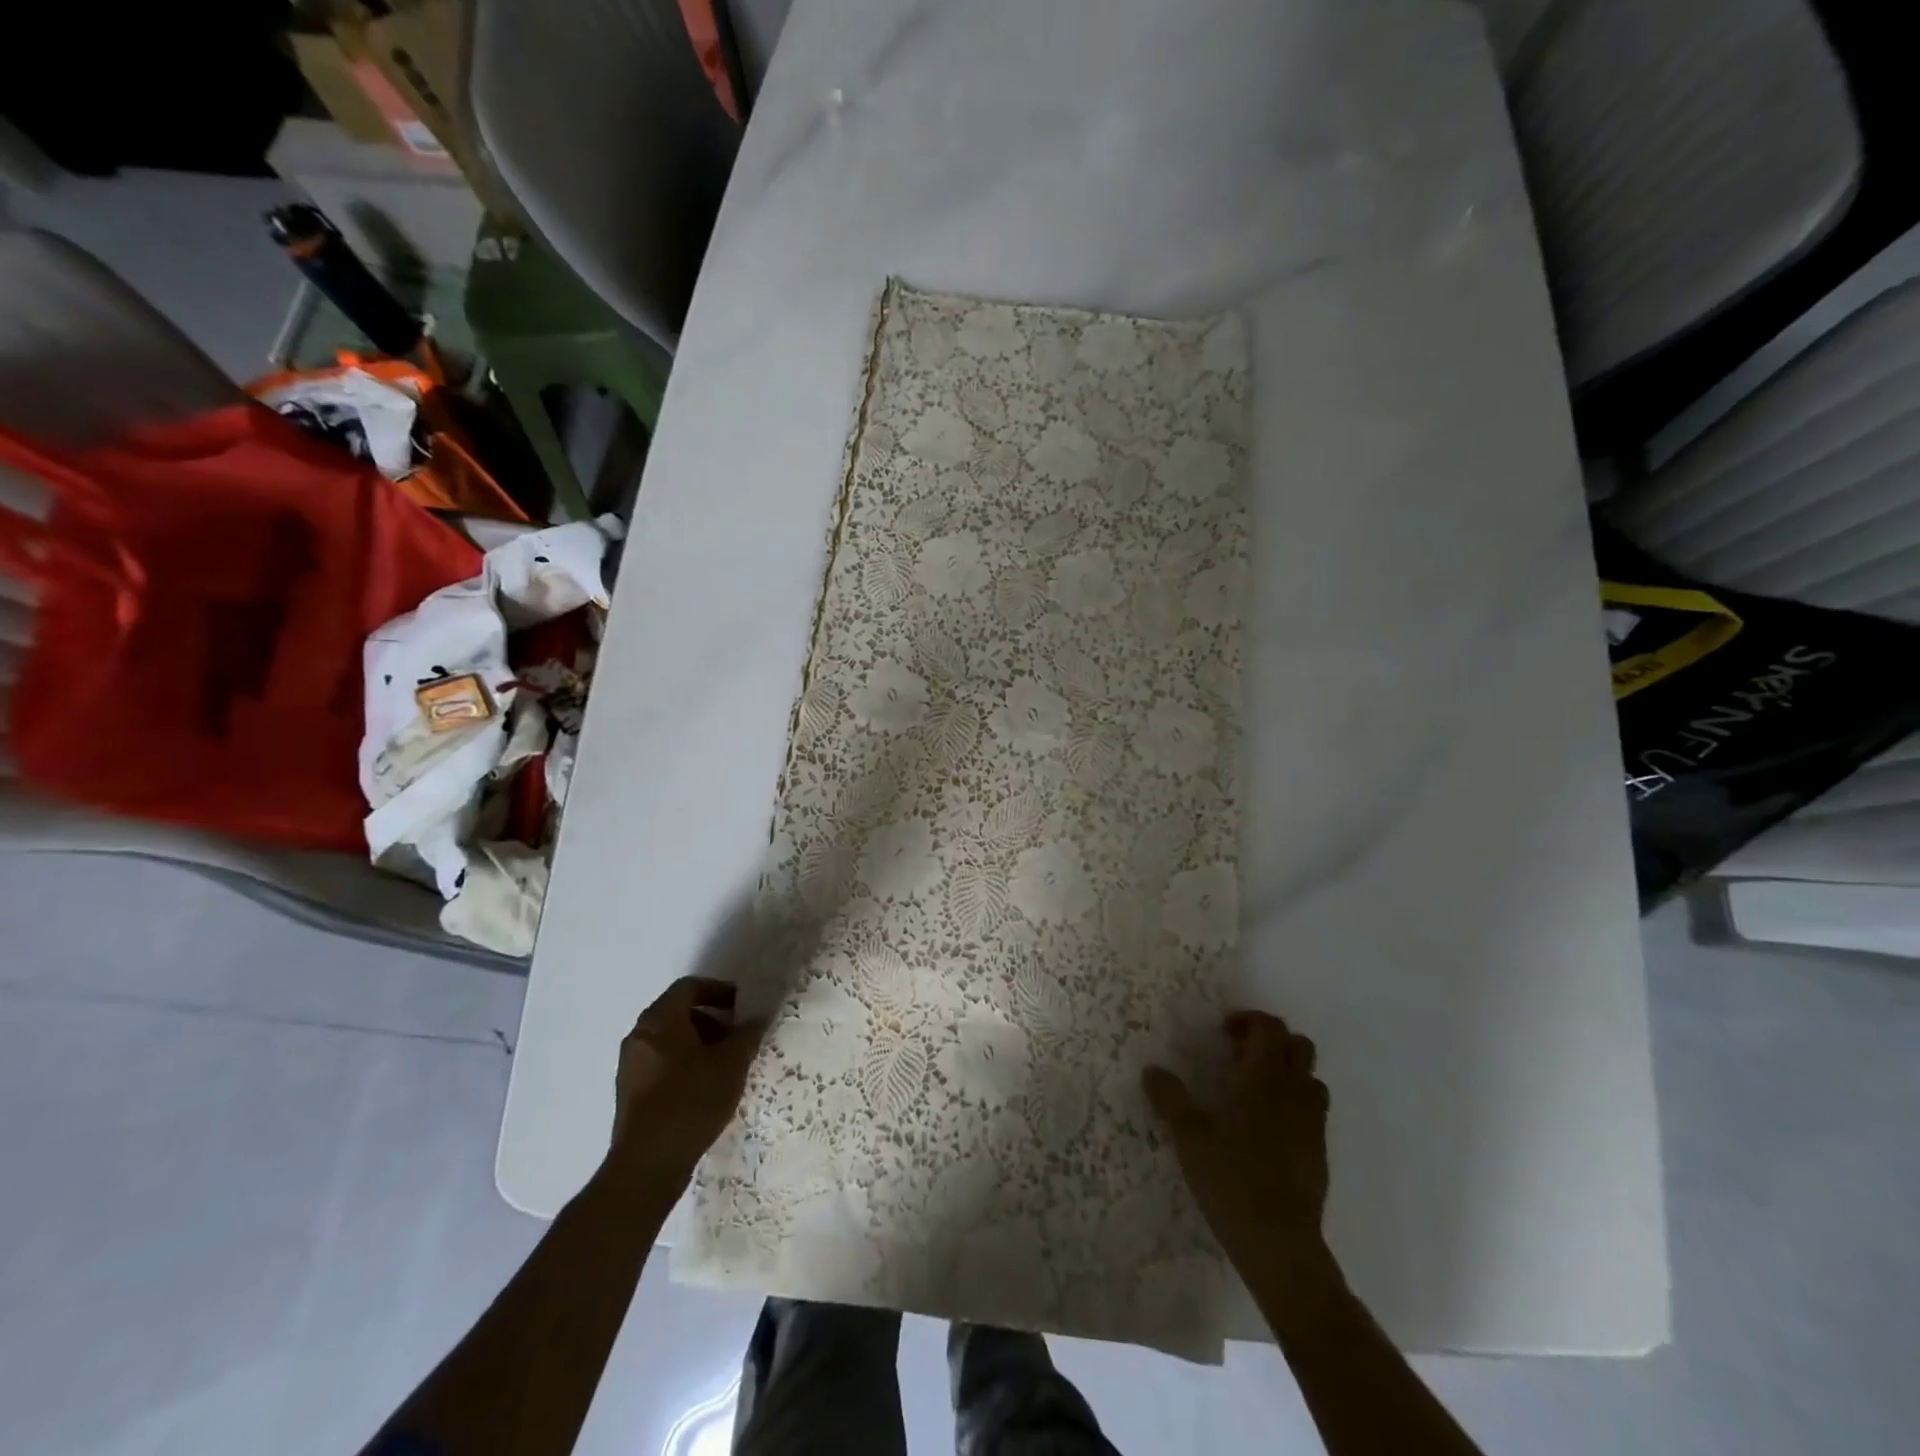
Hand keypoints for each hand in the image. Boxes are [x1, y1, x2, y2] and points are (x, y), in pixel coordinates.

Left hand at [609, 977, 765, 1185]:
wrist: (647, 1165)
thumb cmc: (691, 1101)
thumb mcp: (731, 1064)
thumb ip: (747, 1034)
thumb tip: (756, 1018)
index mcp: (660, 1020)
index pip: (689, 987)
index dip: (718, 990)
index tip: (742, 1006)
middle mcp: (639, 1036)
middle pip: (678, 1012)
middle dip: (712, 1019)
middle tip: (737, 1036)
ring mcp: (630, 1065)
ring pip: (669, 1039)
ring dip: (699, 1043)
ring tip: (725, 1065)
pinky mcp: (630, 1093)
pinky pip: (661, 1063)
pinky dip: (684, 1063)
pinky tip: (705, 1088)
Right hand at [1143, 1011, 1338, 1304]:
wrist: (1279, 1243)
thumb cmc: (1231, 1177)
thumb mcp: (1188, 1134)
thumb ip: (1169, 1097)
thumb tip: (1152, 1070)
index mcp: (1265, 1078)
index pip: (1270, 1028)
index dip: (1248, 1020)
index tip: (1223, 1033)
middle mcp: (1294, 1093)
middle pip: (1299, 1046)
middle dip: (1271, 1041)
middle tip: (1238, 1056)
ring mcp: (1312, 1125)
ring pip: (1310, 1079)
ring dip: (1286, 1073)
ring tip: (1253, 1090)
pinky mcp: (1318, 1154)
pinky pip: (1311, 1113)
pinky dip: (1292, 1106)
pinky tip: (1264, 1130)